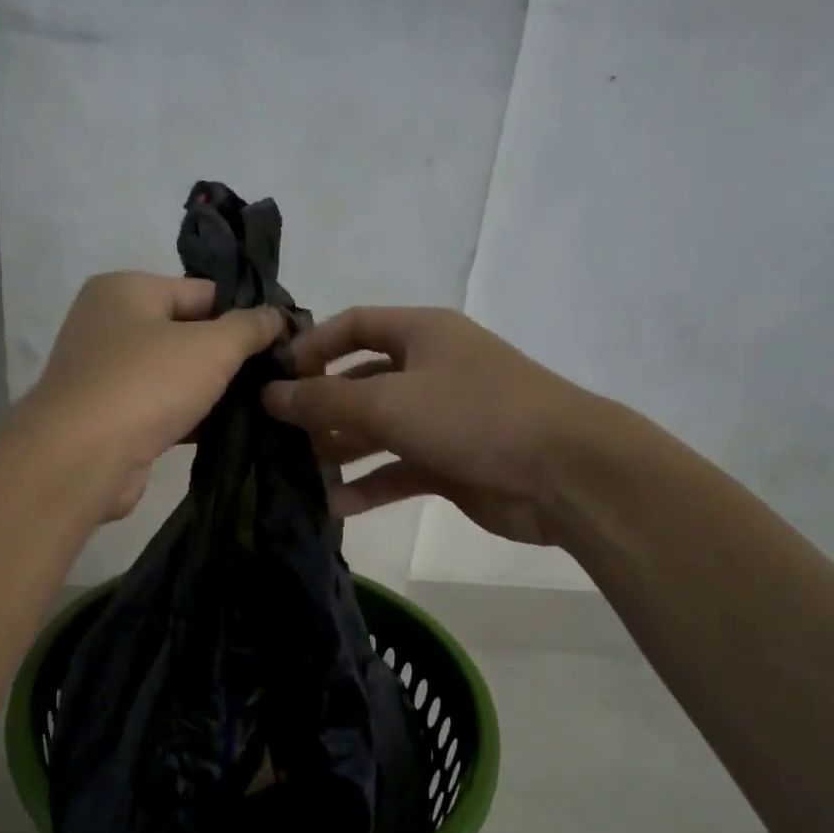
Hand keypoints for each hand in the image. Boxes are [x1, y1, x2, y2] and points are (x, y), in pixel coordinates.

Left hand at [19, 272, 282, 519]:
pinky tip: (228, 431)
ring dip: (212, 390)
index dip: (245, 313)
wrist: (82, 458)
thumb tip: (277, 316)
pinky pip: (161, 408)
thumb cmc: (147, 384)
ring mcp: (106, 373)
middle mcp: (109, 324)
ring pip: (175, 374)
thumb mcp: (213, 346)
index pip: (202, 291)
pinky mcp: (109, 417)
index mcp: (126, 289)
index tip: (284, 339)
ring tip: (261, 404)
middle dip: (230, 355)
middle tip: (276, 374)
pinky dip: (190, 417)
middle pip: (188, 332)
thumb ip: (250, 327)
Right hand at [262, 307, 596, 544]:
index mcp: (422, 334)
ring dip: (340, 451)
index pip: (354, 326)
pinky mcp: (450, 463)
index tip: (273, 376)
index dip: (312, 346)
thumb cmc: (473, 415)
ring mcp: (442, 419)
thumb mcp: (390, 401)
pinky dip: (369, 486)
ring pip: (377, 431)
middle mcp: (430, 370)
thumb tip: (270, 394)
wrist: (563, 472)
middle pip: (361, 383)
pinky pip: (397, 470)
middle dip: (320, 408)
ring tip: (296, 475)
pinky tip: (335, 506)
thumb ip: (325, 399)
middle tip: (275, 436)